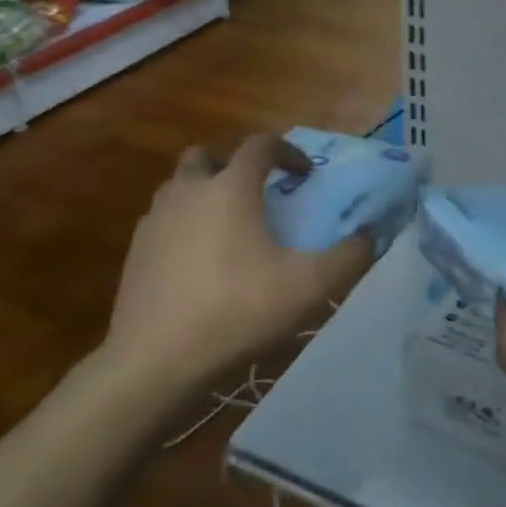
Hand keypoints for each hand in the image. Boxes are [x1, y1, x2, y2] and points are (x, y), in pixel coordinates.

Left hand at [102, 134, 373, 397]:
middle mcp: (188, 191)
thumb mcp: (309, 288)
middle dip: (234, 166)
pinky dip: (184, 227)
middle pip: (207, 156)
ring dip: (205, 194)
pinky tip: (199, 265)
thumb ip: (349, 257)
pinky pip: (164, 221)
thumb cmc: (236, 312)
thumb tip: (370, 236)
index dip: (288, 152)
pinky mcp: (135, 252)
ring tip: (229, 231)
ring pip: (180, 187)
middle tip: (256, 196)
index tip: (305, 176)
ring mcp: (155, 220)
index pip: (261, 144)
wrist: (153, 362)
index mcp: (230, 188)